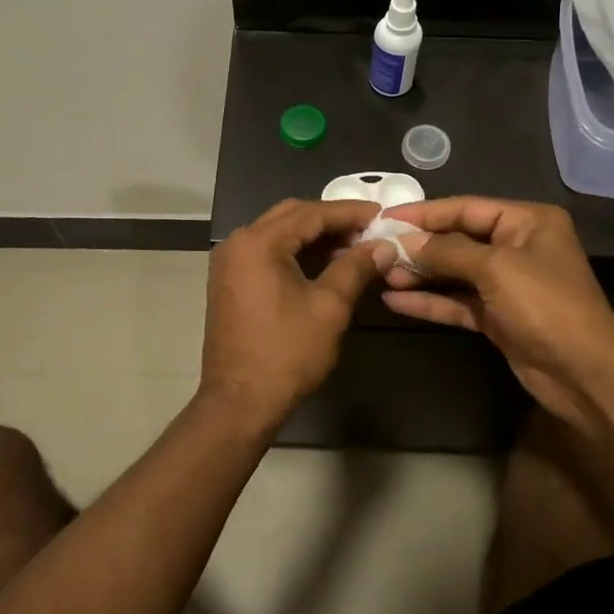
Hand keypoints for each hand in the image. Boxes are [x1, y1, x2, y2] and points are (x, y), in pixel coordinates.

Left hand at [199, 199, 395, 427]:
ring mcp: (229, 263)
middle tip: (368, 230)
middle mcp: (238, 243)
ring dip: (314, 237)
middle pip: (291, 216)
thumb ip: (356, 268)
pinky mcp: (229, 282)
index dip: (349, 212)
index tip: (381, 214)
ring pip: (278, 234)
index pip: (311, 213)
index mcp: (258, 242)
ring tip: (353, 247)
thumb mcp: (329, 307)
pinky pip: (267, 253)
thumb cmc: (287, 353)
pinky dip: (296, 253)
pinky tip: (325, 264)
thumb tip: (383, 246)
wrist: (240, 401)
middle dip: (331, 220)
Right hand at [377, 197, 613, 422]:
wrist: (583, 373)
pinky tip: (396, 301)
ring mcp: (507, 284)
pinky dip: (430, 301)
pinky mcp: (498, 316)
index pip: (466, 208)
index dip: (425, 213)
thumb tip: (404, 241)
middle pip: (457, 240)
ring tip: (381, 275)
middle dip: (419, 246)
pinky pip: (457, 302)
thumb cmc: (545, 305)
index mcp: (527, 222)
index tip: (385, 217)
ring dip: (420, 275)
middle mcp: (517, 246)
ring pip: (454, 273)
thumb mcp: (495, 268)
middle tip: (377, 249)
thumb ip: (446, 251)